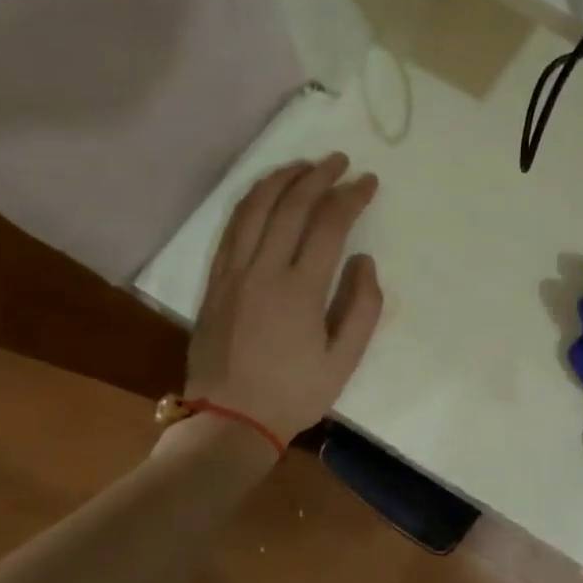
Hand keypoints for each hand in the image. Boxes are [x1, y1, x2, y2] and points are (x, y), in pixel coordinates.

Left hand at [183, 154, 383, 443]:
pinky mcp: (214, 281)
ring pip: (255, 209)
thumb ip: (362, 306)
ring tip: (303, 165)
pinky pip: (232, 228)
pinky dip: (250, 201)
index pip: (329, 225)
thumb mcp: (345, 360)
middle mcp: (263, 270)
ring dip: (281, 179)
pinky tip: (265, 192)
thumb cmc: (294, 393)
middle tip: (340, 161)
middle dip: (319, 176)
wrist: (229, 420)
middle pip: (291, 206)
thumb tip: (363, 259)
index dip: (351, 197)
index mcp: (300, 290)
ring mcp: (233, 273)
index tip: (368, 182)